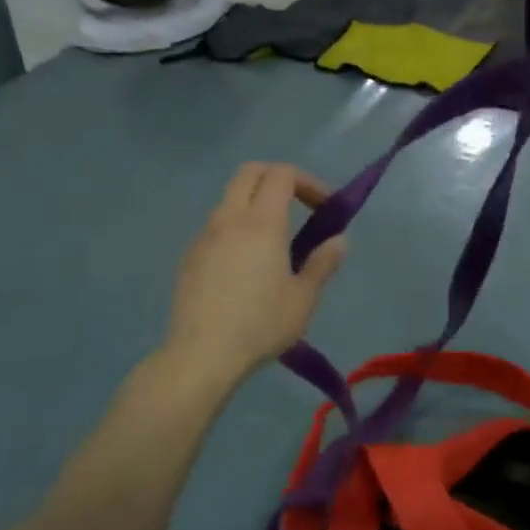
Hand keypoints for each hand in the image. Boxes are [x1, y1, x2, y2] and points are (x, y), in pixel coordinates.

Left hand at [162, 163, 347, 389]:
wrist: (201, 356)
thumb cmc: (260, 324)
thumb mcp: (303, 298)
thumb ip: (323, 264)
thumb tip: (339, 241)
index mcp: (262, 222)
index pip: (282, 174)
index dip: (308, 181)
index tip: (324, 208)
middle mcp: (229, 219)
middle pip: (250, 172)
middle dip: (278, 178)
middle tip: (299, 207)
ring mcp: (204, 236)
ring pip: (230, 199)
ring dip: (255, 204)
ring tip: (275, 242)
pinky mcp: (189, 257)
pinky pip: (216, 226)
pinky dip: (237, 228)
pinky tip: (246, 266)